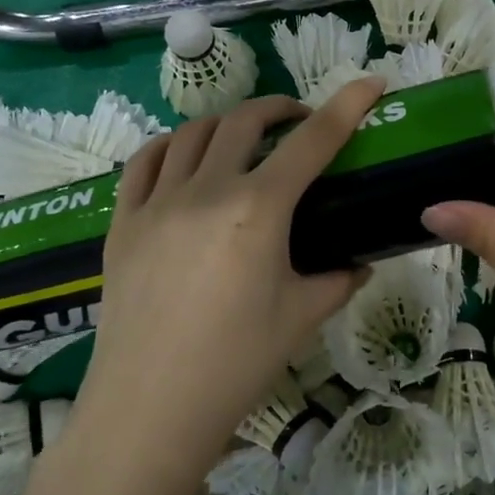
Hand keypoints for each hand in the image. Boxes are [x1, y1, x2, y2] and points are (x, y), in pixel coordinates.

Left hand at [74, 78, 385, 471]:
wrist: (148, 411)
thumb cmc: (235, 365)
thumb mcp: (301, 317)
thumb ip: (338, 278)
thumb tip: (360, 261)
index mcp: (258, 209)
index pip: (313, 140)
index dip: (347, 105)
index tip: (371, 83)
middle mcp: (206, 189)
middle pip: (246, 120)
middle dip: (281, 108)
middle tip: (299, 122)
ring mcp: (157, 201)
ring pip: (194, 132)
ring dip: (228, 123)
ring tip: (245, 140)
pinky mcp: (123, 221)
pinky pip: (143, 161)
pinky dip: (171, 146)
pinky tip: (184, 158)